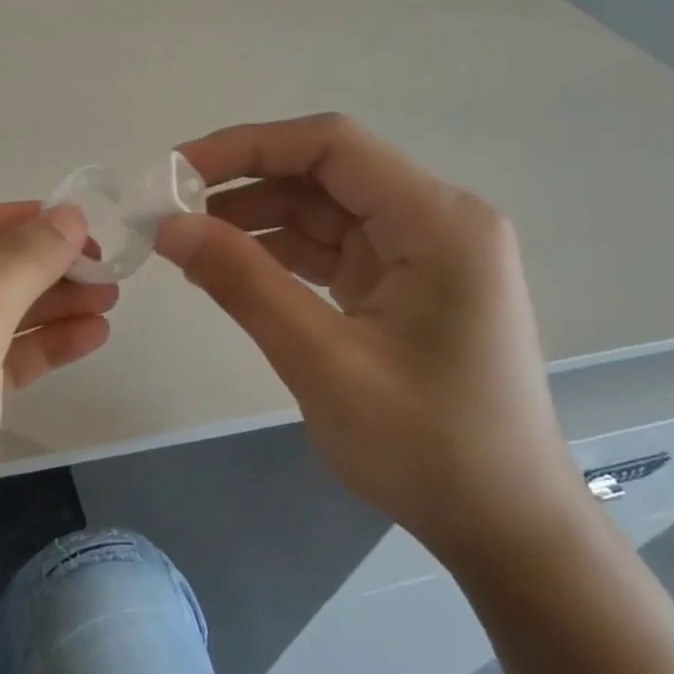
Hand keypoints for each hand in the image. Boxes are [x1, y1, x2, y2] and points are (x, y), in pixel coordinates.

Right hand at [155, 114, 585, 565]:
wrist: (504, 526)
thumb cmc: (428, 447)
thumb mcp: (323, 362)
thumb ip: (245, 284)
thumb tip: (169, 228)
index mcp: (438, 222)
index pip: (331, 146)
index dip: (247, 146)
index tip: (178, 171)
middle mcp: (436, 222)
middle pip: (325, 174)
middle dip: (244, 185)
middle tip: (170, 211)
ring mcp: (422, 254)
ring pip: (323, 211)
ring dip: (255, 221)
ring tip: (187, 243)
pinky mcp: (404, 286)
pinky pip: (331, 249)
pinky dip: (278, 254)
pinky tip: (229, 268)